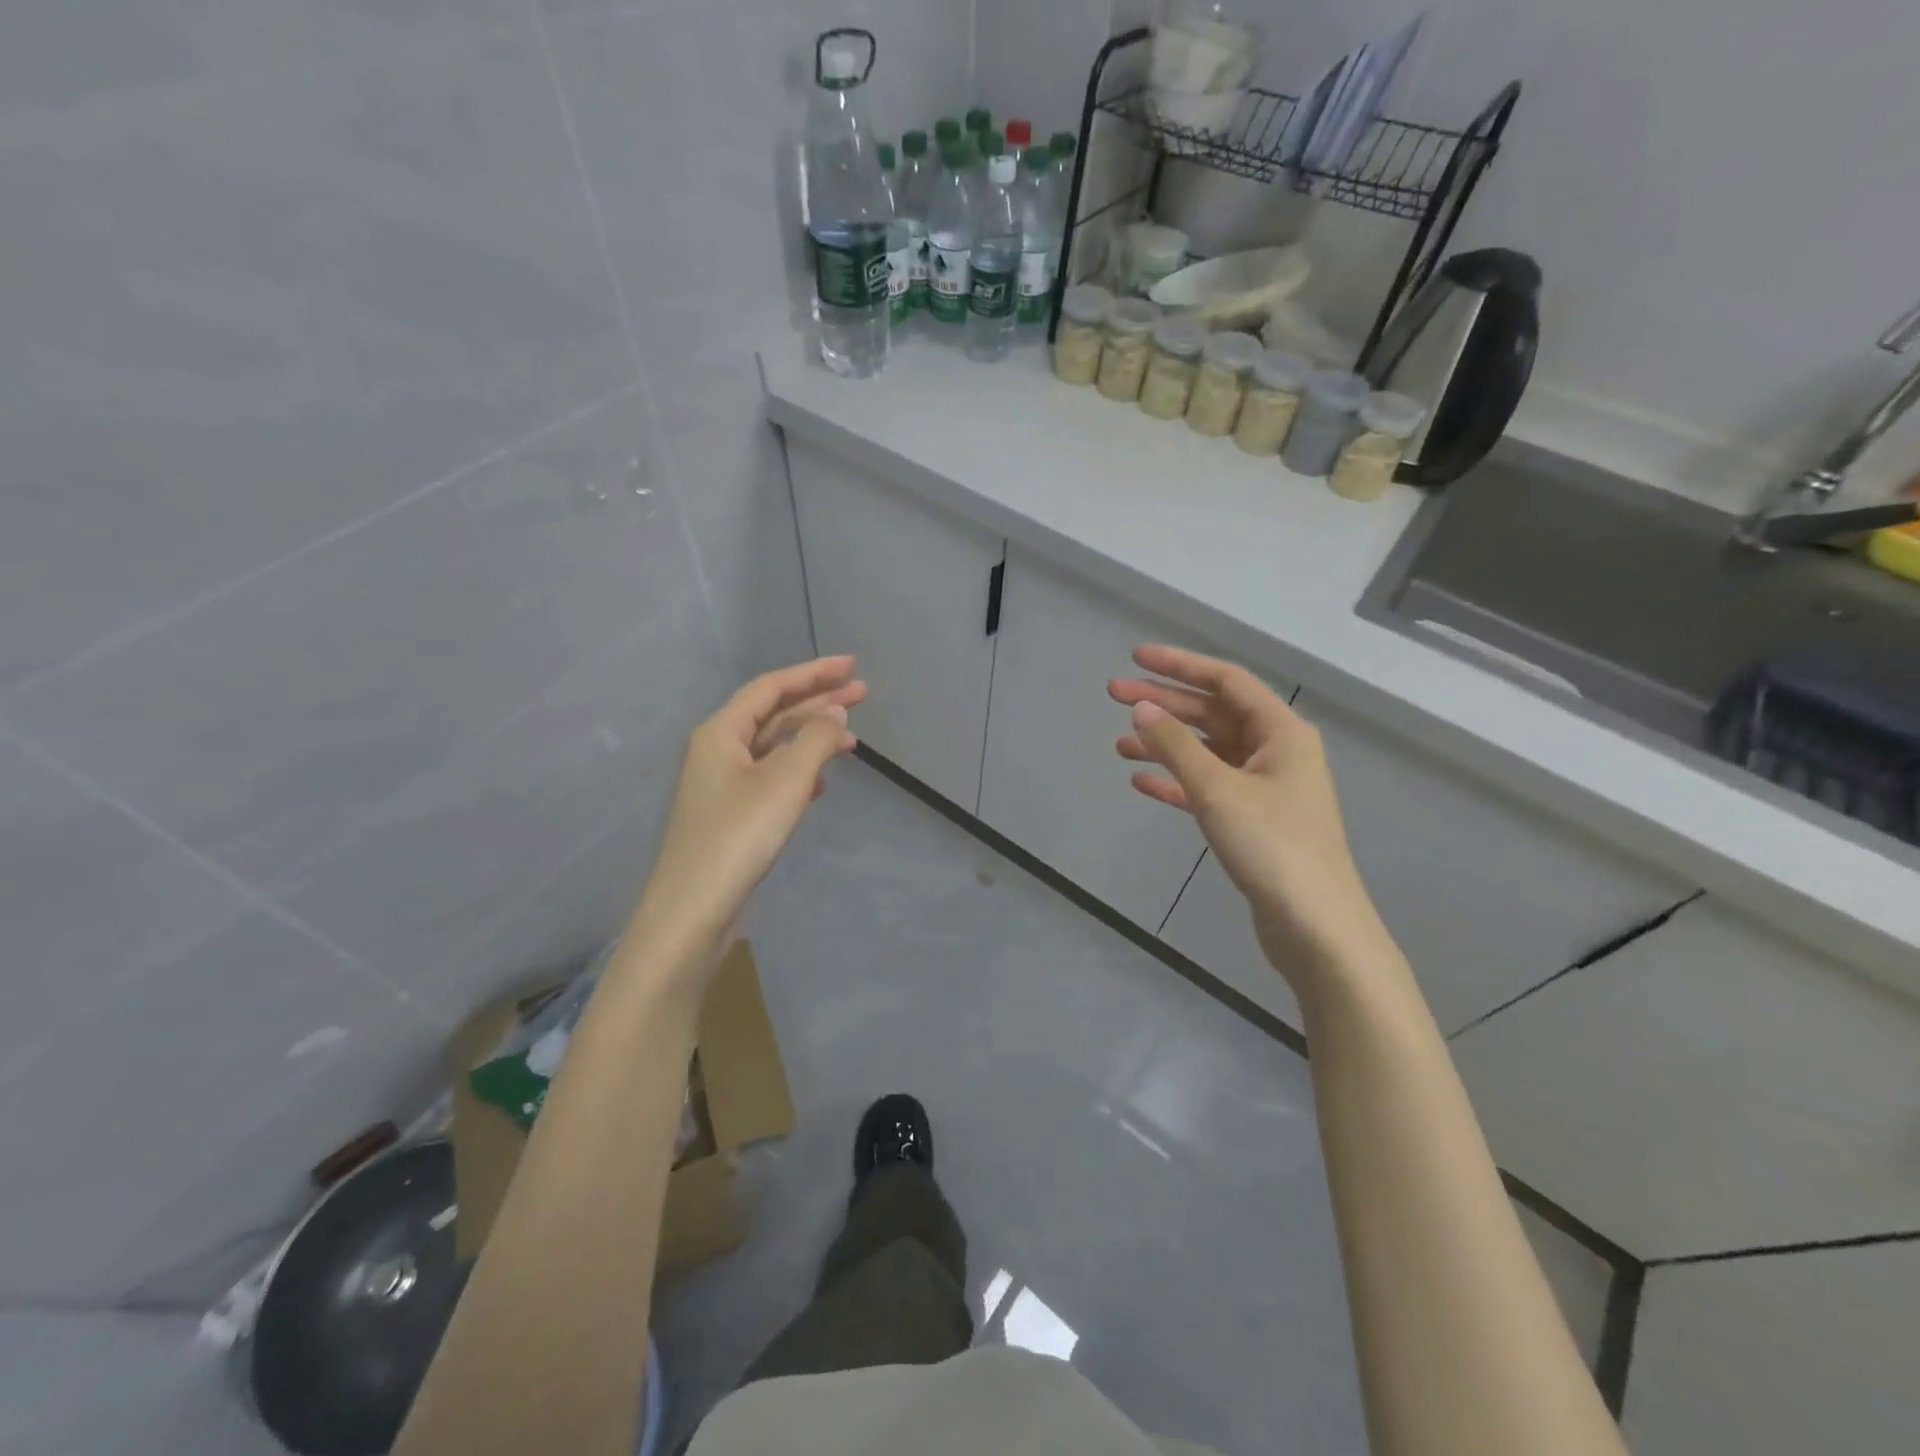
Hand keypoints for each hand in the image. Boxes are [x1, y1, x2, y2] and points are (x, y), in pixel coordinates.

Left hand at [628, 657, 863, 979]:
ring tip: (852, 738)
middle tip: (862, 693)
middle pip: (773, 713)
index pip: (771, 687)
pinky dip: (799, 770)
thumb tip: (836, 713)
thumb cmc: (739, 835)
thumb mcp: (786, 781)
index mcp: (720, 731)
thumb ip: (816, 740)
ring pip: (773, 747)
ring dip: (811, 738)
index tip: (851, 666)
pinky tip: (822, 781)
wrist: (694, 909)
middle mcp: (717, 749)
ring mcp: (722, 783)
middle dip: (817, 701)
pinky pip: (770, 777)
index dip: (813, 673)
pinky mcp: (731, 813)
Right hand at [1109, 646, 1399, 1001]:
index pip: (1226, 681)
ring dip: (1166, 744)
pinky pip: (1207, 787)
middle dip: (1164, 704)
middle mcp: (1275, 752)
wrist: (1315, 927)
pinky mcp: (1252, 820)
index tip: (1136, 658)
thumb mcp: (1218, 790)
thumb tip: (1142, 708)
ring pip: (1207, 752)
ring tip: (1120, 744)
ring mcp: (1265, 788)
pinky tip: (1142, 782)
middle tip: (1115, 696)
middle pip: (1213, 714)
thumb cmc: (1272, 847)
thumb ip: (1177, 745)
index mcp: (1281, 732)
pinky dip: (1176, 781)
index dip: (1180, 665)